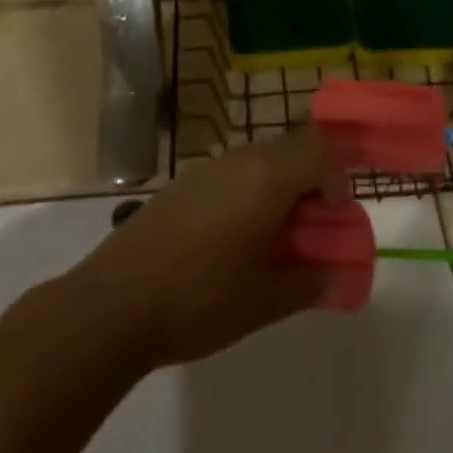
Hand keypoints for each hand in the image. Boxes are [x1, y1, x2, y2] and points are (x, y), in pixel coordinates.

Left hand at [71, 132, 347, 370]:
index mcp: (266, 178)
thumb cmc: (200, 299)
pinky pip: (231, 175)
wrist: (114, 303)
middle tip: (311, 229)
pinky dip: (248, 195)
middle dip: (311, 181)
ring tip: (273, 240)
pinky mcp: (181, 185)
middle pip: (291, 149)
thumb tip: (331, 274)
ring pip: (259, 161)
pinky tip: (232, 242)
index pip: (320, 149)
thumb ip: (307, 283)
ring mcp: (206, 169)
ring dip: (278, 188)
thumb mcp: (264, 301)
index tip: (335, 215)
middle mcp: (239, 160)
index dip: (338, 175)